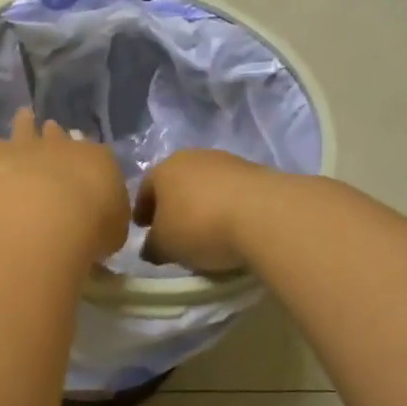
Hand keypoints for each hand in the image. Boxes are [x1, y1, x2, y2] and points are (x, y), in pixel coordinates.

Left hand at [0, 109, 130, 264]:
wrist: (49, 218)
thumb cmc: (91, 229)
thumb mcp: (114, 231)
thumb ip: (108, 219)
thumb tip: (103, 218)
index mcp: (98, 162)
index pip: (97, 157)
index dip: (91, 162)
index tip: (88, 167)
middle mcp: (62, 148)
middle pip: (58, 136)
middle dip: (56, 135)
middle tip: (54, 130)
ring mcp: (26, 149)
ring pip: (24, 128)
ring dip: (23, 122)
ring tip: (23, 114)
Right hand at [133, 149, 276, 273]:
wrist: (264, 214)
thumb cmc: (200, 226)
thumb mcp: (165, 246)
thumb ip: (152, 246)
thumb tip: (150, 248)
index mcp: (163, 169)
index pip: (145, 189)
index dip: (142, 210)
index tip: (143, 229)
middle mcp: (193, 157)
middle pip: (177, 183)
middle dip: (173, 205)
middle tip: (173, 230)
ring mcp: (228, 161)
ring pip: (207, 185)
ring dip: (203, 204)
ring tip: (206, 230)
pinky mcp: (258, 171)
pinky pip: (233, 192)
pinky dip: (228, 207)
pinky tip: (232, 226)